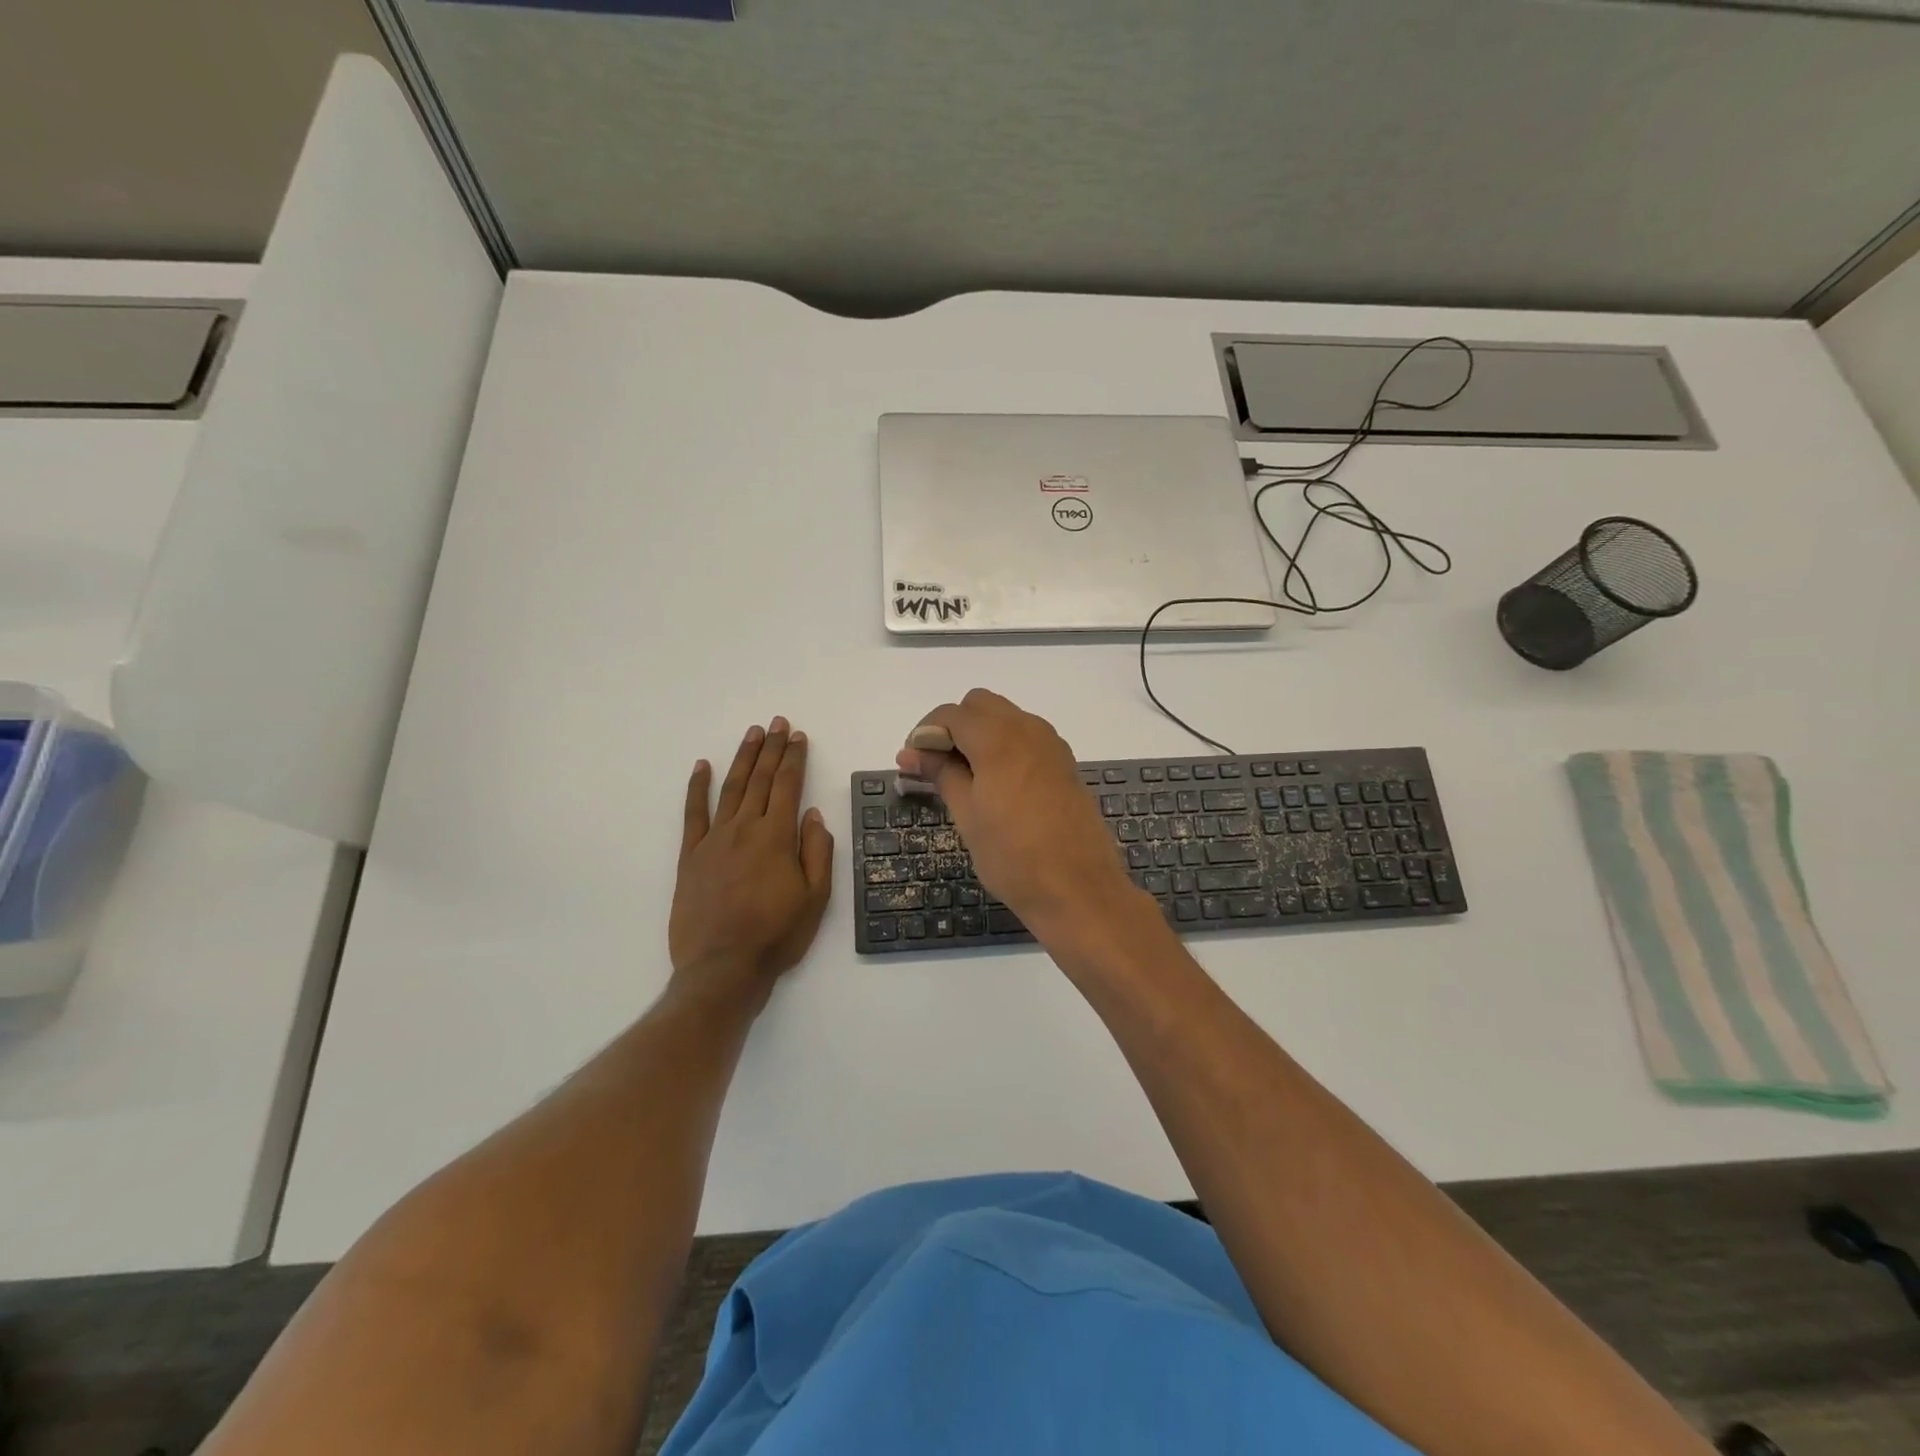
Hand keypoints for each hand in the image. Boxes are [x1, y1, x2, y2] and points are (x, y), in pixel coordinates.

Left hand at [671, 717, 833, 999]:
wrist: (722, 968)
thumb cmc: (777, 935)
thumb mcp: (815, 898)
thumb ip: (817, 852)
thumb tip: (813, 814)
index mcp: (777, 837)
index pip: (788, 786)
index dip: (794, 758)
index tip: (798, 736)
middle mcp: (744, 829)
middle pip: (761, 779)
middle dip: (772, 749)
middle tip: (778, 723)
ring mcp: (713, 840)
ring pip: (731, 788)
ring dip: (743, 758)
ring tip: (752, 734)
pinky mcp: (690, 856)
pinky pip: (693, 813)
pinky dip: (697, 787)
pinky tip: (702, 766)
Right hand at [896, 689, 1140, 935]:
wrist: (1078, 889)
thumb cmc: (1013, 856)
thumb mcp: (967, 815)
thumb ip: (941, 773)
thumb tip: (911, 753)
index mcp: (999, 738)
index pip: (952, 714)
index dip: (925, 733)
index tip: (912, 762)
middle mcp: (1028, 729)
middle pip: (980, 705)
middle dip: (953, 726)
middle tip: (936, 765)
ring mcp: (1051, 745)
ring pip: (1006, 718)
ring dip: (980, 734)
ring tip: (963, 777)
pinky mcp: (1064, 763)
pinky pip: (1027, 737)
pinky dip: (1004, 746)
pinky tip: (995, 784)